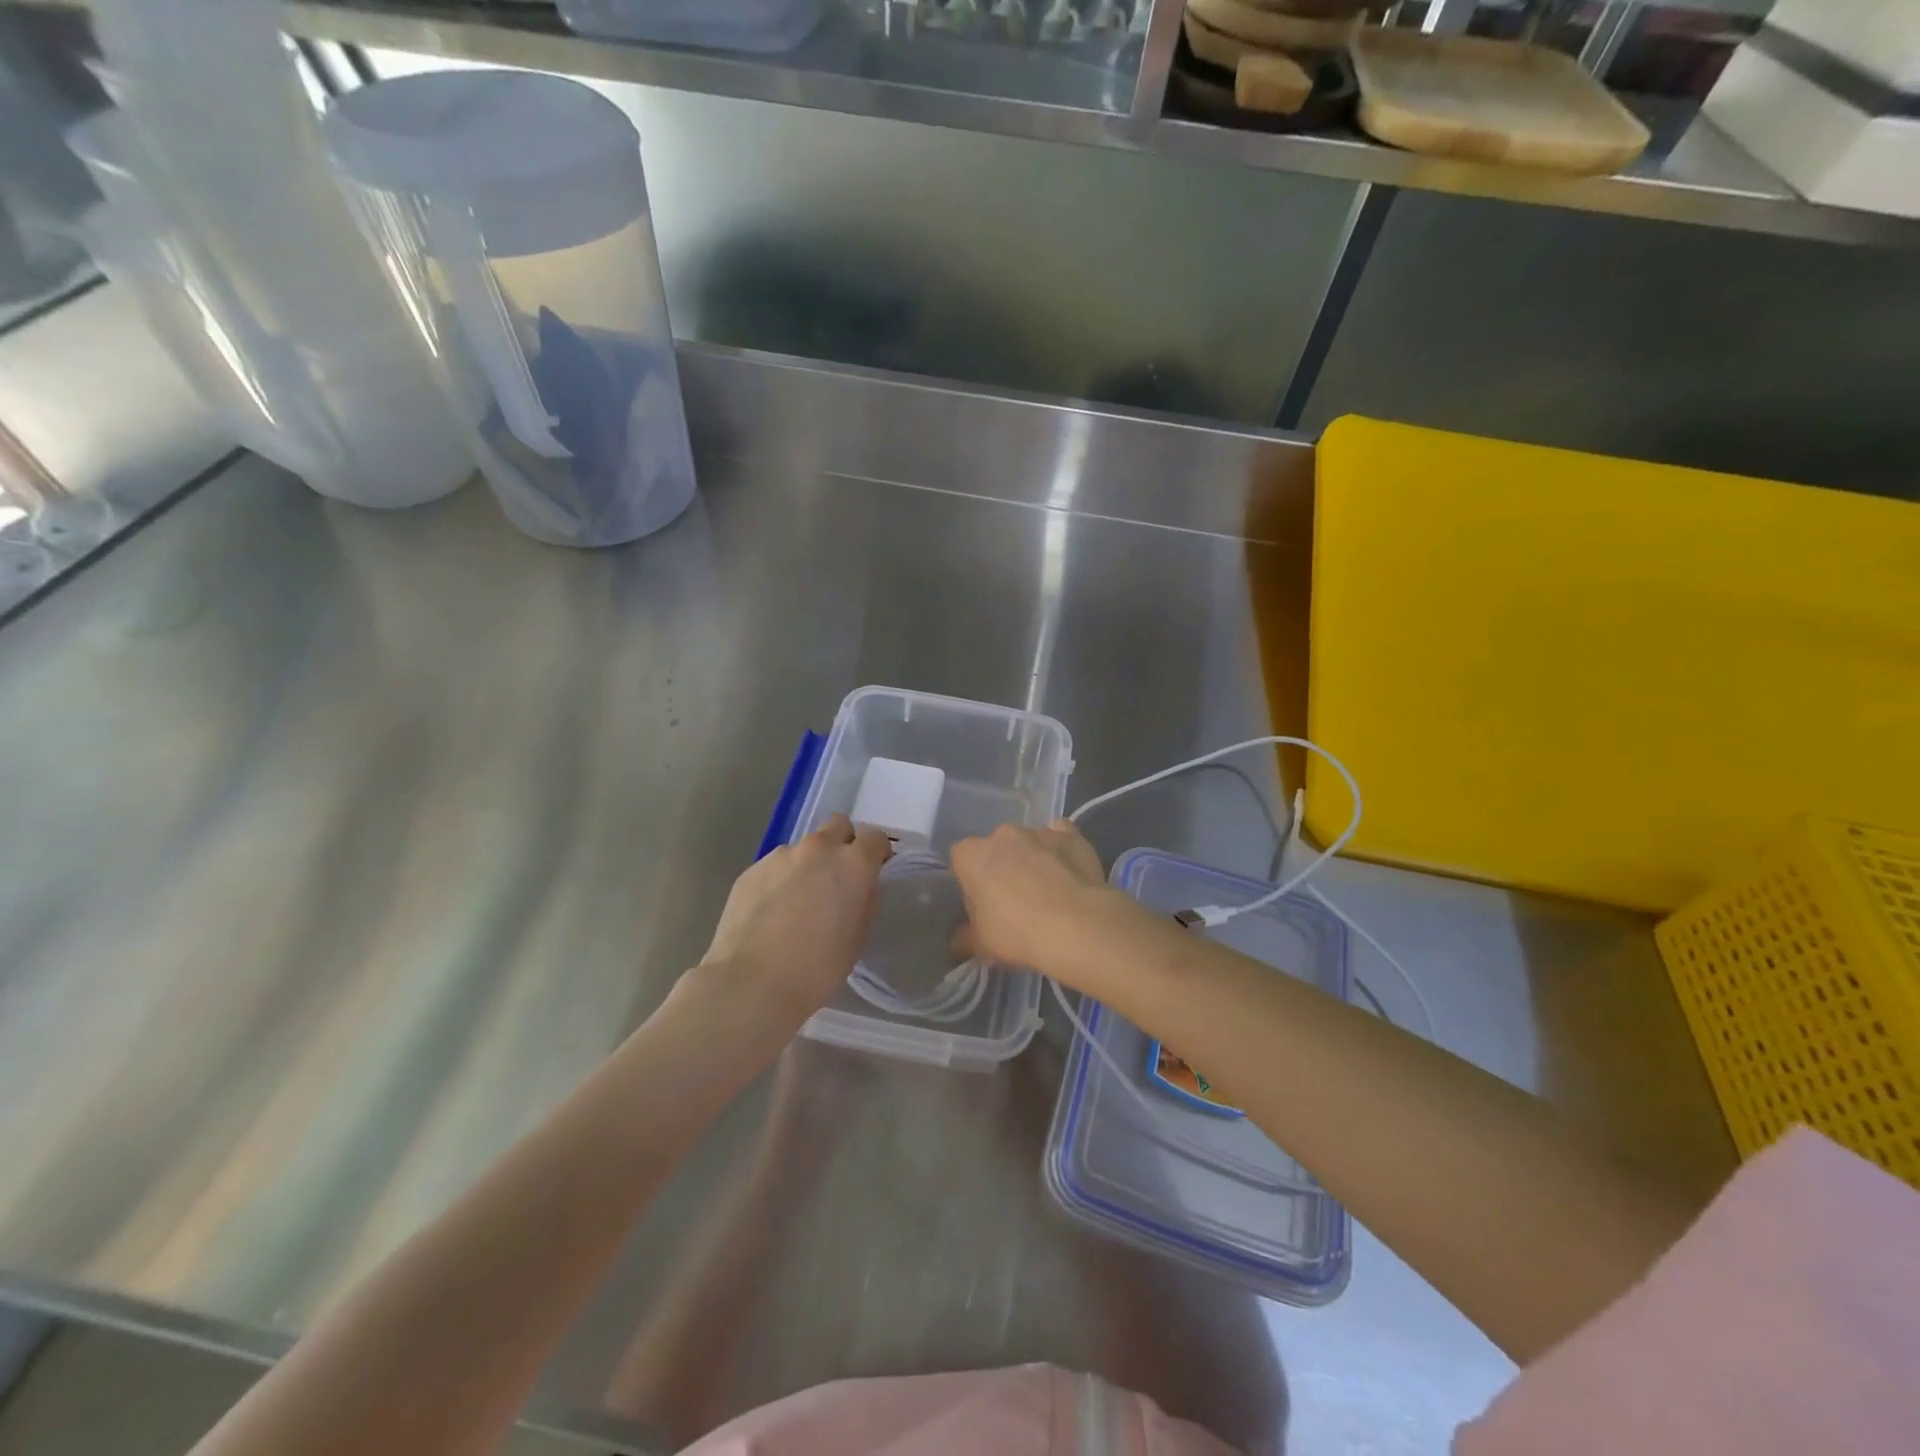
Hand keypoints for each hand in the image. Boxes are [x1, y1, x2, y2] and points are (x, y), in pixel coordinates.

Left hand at [696, 815, 891, 1019]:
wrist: (751, 982)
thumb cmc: (817, 968)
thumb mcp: (857, 938)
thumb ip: (863, 901)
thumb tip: (859, 887)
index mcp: (852, 864)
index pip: (874, 836)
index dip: (876, 852)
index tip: (873, 870)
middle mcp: (818, 849)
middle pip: (837, 826)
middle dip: (842, 843)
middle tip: (837, 877)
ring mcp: (781, 856)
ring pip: (803, 848)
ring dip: (808, 865)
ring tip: (797, 902)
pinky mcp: (751, 869)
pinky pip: (775, 866)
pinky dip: (780, 880)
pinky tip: (771, 912)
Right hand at [949, 820, 1138, 980]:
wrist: (1077, 926)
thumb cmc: (1017, 933)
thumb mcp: (982, 945)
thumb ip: (966, 938)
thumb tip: (959, 942)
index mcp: (972, 855)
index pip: (961, 859)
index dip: (970, 881)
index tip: (981, 903)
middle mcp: (1003, 834)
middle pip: (996, 848)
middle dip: (1002, 867)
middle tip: (1014, 901)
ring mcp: (1039, 831)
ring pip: (1029, 842)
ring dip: (1032, 859)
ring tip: (1048, 892)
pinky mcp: (1071, 835)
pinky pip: (1061, 837)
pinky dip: (1061, 850)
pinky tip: (1069, 871)